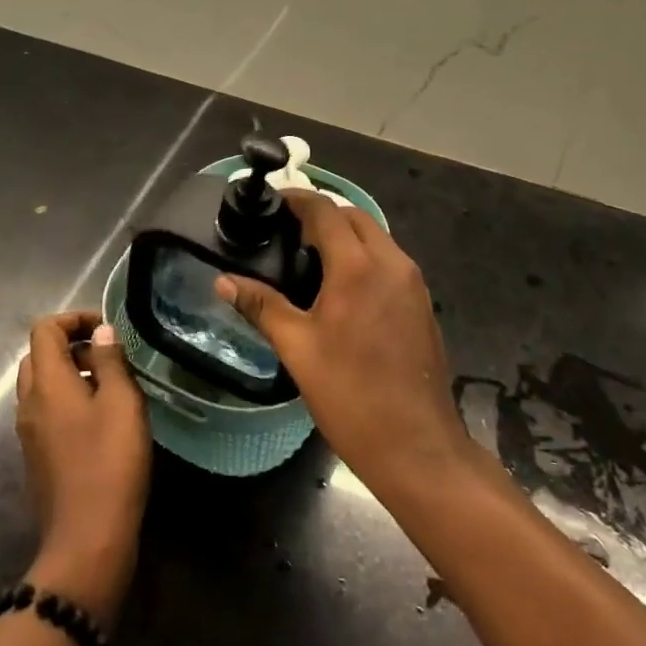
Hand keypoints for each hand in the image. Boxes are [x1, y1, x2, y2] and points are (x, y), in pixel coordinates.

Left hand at [15, 312, 150, 629]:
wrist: (86, 541)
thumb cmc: (109, 463)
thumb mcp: (121, 403)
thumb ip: (110, 361)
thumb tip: (100, 332)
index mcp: (46, 384)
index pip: (44, 330)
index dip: (73, 319)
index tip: (106, 329)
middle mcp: (28, 403)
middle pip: (38, 356)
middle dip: (70, 345)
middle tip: (108, 356)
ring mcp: (28, 433)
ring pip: (41, 386)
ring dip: (69, 374)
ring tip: (109, 386)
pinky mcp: (36, 457)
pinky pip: (45, 412)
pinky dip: (66, 400)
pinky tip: (99, 420)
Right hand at [212, 192, 471, 499]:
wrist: (418, 446)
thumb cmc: (351, 396)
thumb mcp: (298, 350)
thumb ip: (262, 306)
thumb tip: (223, 282)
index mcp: (357, 267)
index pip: (325, 211)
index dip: (297, 199)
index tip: (273, 201)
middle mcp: (391, 263)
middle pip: (354, 217)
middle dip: (322, 214)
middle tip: (287, 232)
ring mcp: (412, 282)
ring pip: (376, 237)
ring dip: (346, 234)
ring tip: (309, 256)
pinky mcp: (422, 303)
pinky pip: (389, 261)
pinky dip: (365, 256)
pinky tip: (342, 287)